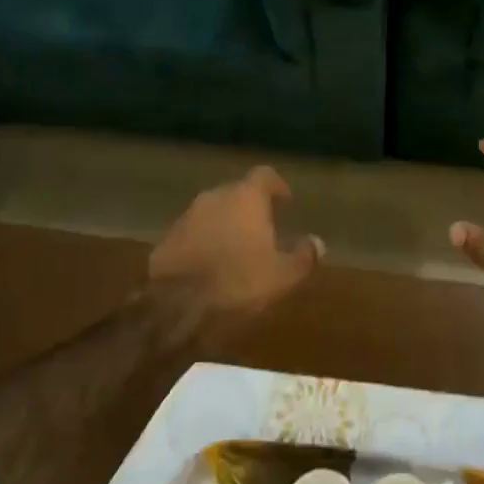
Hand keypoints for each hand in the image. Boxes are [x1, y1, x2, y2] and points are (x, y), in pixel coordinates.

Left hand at [149, 166, 322, 320]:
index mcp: (245, 197)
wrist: (175, 308)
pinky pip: (192, 233)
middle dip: (250, 208)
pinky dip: (203, 242)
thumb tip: (317, 243)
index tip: (285, 202)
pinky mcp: (166, 239)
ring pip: (213, 212)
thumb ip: (303, 256)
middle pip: (237, 192)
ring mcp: (187, 216)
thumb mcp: (282, 276)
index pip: (265, 175)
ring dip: (225, 225)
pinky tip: (209, 266)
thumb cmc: (238, 284)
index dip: (277, 186)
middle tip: (263, 230)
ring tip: (236, 250)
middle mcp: (215, 196)